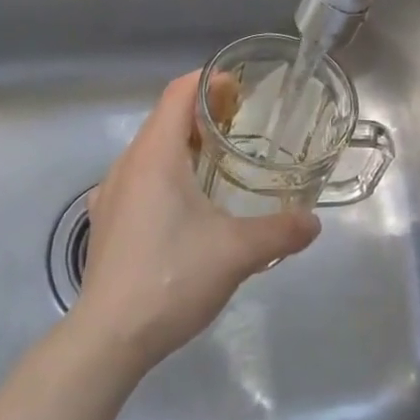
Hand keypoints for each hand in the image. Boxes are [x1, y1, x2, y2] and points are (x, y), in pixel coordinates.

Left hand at [74, 72, 319, 371]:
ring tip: (218, 163)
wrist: (110, 337)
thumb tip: (314, 223)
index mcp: (155, 156)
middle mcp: (127, 164)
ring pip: (149, 150)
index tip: (240, 89)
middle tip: (241, 126)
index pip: (178, 93)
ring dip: (182, 145)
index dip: (209, 82)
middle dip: (201, 114)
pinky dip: (165, 174)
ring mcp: (110, 193)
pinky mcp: (105, 221)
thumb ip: (280, 231)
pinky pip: (138, 178)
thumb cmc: (172, 278)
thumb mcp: (237, 253)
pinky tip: (185, 206)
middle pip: (164, 118)